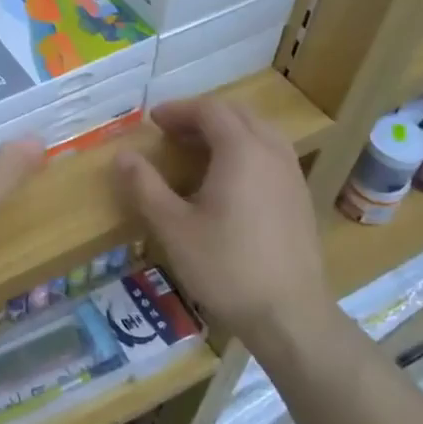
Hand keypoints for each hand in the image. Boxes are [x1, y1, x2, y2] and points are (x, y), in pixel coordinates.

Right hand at [114, 98, 336, 348]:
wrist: (289, 314)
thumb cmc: (225, 267)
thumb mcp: (173, 227)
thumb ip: (145, 186)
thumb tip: (123, 156)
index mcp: (242, 151)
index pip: (210, 110)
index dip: (179, 110)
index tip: (152, 121)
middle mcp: (272, 153)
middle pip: (238, 114)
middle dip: (202, 116)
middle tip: (171, 132)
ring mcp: (292, 174)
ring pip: (259, 132)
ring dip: (226, 131)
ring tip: (197, 150)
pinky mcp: (300, 197)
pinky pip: (271, 154)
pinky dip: (245, 150)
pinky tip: (228, 180)